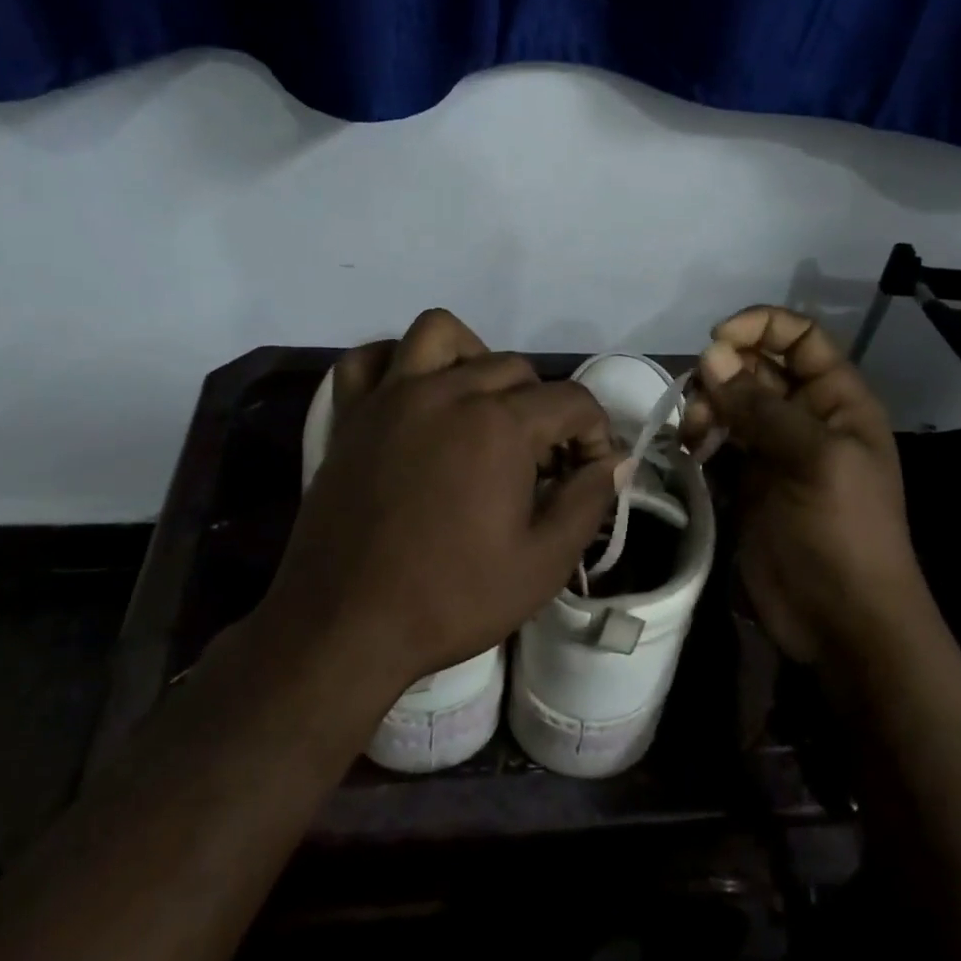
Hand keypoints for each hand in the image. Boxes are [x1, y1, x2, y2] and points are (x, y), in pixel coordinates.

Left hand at [260, 310, 619, 712]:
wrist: (344, 626)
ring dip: (474, 358)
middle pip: (515, 367)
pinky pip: (368, 359)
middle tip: (539, 463)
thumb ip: (588, 500)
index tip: (590, 473)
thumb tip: (616, 460)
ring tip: (481, 409)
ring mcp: (390, 396)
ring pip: (440, 334)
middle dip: (543, 408)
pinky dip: (396, 362)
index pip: (572, 400)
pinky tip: (413, 396)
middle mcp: (445, 392)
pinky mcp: (350, 415)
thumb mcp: (543, 564)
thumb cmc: (450, 599)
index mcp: (498, 425)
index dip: (595, 434)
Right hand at [692, 306, 927, 663]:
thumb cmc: (843, 533)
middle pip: (756, 366)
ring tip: (694, 436)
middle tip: (700, 403)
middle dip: (723, 373)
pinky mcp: (745, 481)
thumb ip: (762, 407)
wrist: (840, 622)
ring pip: (730, 401)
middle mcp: (804, 416)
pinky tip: (690, 454)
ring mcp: (772, 449)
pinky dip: (699, 437)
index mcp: (837, 400)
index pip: (800, 337)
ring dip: (706, 406)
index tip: (716, 341)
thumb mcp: (814, 460)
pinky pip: (717, 440)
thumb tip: (711, 355)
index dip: (760, 327)